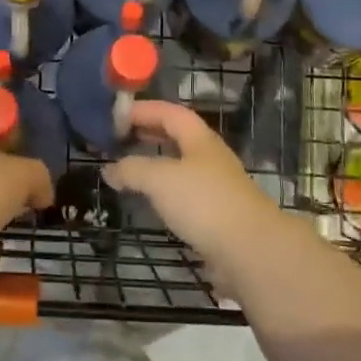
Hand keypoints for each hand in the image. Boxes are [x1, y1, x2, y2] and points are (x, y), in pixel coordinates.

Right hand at [105, 102, 287, 273]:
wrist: (251, 251)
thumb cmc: (204, 202)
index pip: (169, 112)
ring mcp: (217, 187)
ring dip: (156, 163)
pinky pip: (185, 194)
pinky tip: (152, 203)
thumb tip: (109, 168)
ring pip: (181, 166)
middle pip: (178, 136)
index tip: (115, 115)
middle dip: (149, 133)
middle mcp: (210, 157)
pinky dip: (165, 192)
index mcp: (200, 139)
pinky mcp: (218, 216)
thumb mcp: (160, 179)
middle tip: (120, 138)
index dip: (143, 109)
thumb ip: (133, 169)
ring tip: (131, 169)